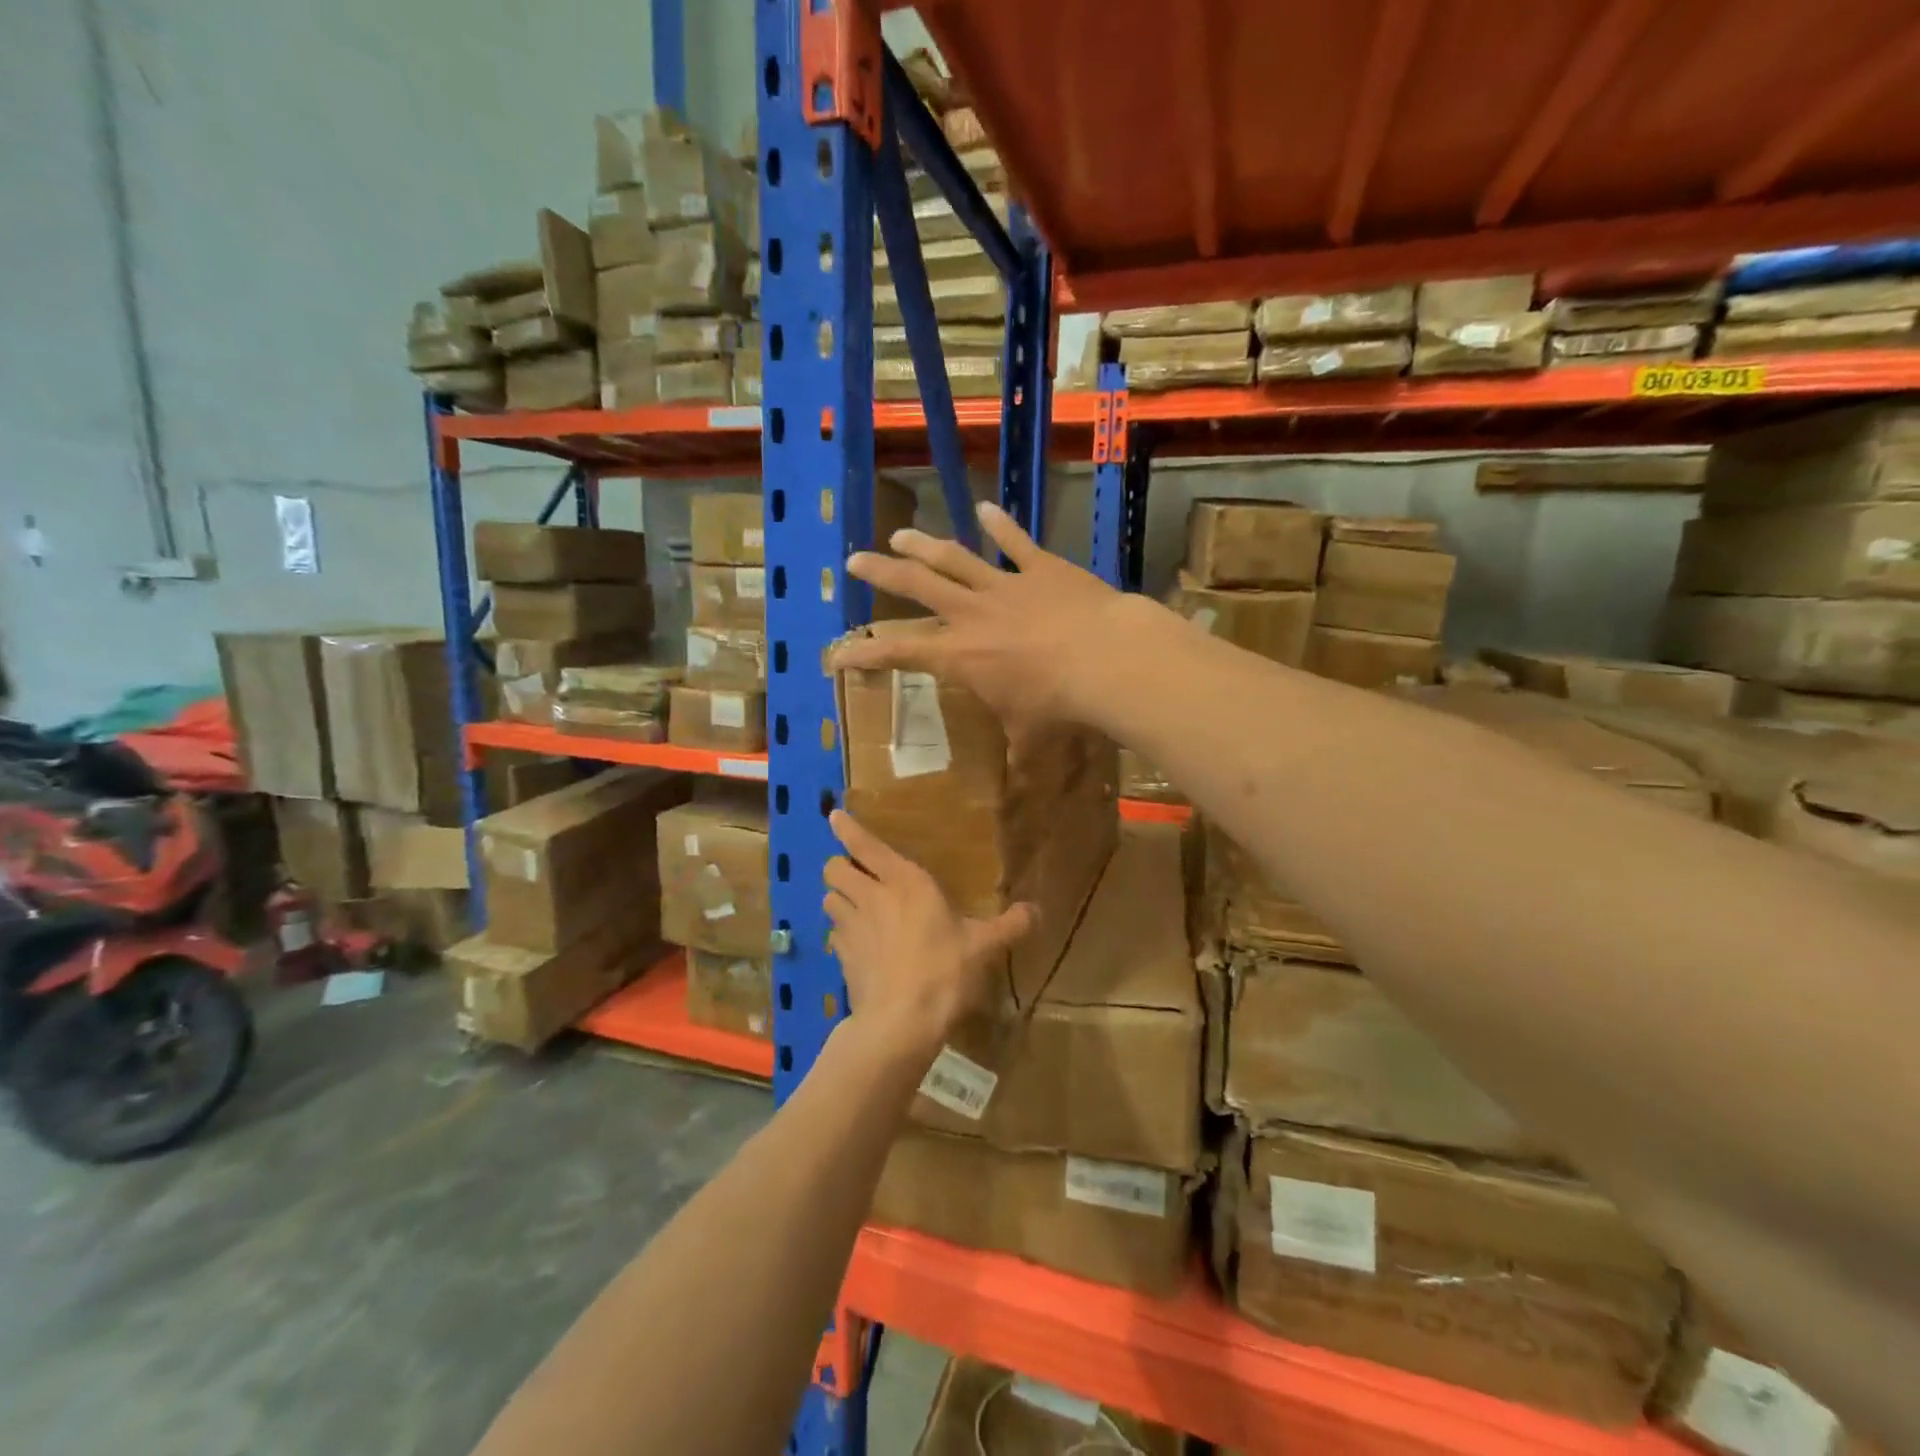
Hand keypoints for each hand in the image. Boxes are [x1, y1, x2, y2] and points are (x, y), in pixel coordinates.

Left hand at [822, 810, 1035, 1059]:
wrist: (901, 1022)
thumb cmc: (944, 971)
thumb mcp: (984, 946)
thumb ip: (1009, 925)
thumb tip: (1037, 911)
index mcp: (905, 882)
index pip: (866, 845)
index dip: (847, 828)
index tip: (834, 815)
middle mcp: (871, 897)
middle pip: (834, 868)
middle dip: (840, 865)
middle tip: (856, 873)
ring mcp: (851, 927)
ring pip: (828, 898)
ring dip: (838, 897)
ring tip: (853, 905)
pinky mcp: (841, 957)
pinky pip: (833, 933)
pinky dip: (841, 932)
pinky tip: (856, 943)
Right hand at [834, 500, 1145, 731]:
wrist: (1106, 660)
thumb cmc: (1059, 705)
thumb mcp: (1031, 739)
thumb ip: (1018, 758)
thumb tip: (1017, 791)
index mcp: (960, 655)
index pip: (899, 653)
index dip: (864, 653)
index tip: (837, 652)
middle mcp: (972, 614)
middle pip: (916, 585)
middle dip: (881, 572)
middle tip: (855, 559)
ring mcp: (1005, 585)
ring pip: (954, 558)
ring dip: (924, 545)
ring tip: (900, 535)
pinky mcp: (1042, 567)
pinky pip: (1015, 541)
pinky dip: (1000, 523)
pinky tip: (986, 506)